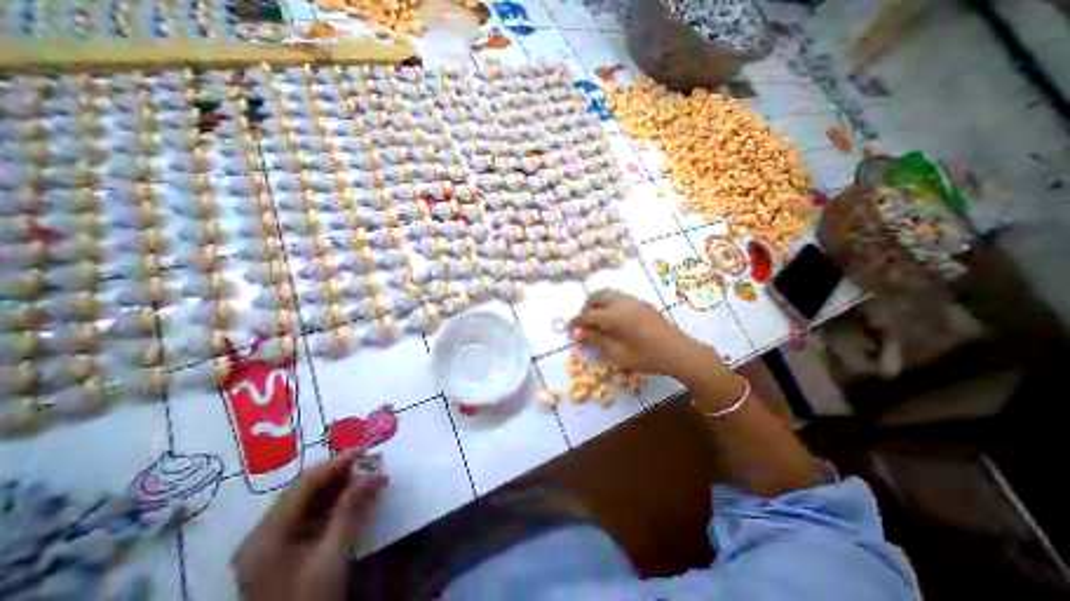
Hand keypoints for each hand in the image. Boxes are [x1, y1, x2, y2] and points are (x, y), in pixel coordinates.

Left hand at [230, 451, 389, 599]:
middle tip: (373, 461)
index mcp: (267, 535)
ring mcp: (275, 542)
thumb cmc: (309, 600)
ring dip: (343, 485)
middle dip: (343, 473)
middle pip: (308, 490)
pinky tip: (360, 495)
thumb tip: (372, 474)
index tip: (364, 451)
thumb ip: (350, 508)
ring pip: (312, 500)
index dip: (335, 464)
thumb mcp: (333, 553)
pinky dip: (338, 503)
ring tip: (372, 474)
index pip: (304, 485)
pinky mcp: (287, 549)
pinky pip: (314, 515)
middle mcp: (266, 533)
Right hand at [568, 289, 727, 382]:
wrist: (680, 352)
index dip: (577, 321)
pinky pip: (619, 297)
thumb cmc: (647, 357)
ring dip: (598, 303)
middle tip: (584, 322)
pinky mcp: (642, 304)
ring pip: (608, 294)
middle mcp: (623, 303)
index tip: (569, 327)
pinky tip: (613, 319)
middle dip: (586, 307)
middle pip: (597, 297)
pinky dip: (609, 303)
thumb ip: (597, 340)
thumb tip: (580, 333)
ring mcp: (634, 301)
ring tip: (597, 320)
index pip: (589, 315)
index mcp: (615, 315)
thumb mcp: (618, 354)